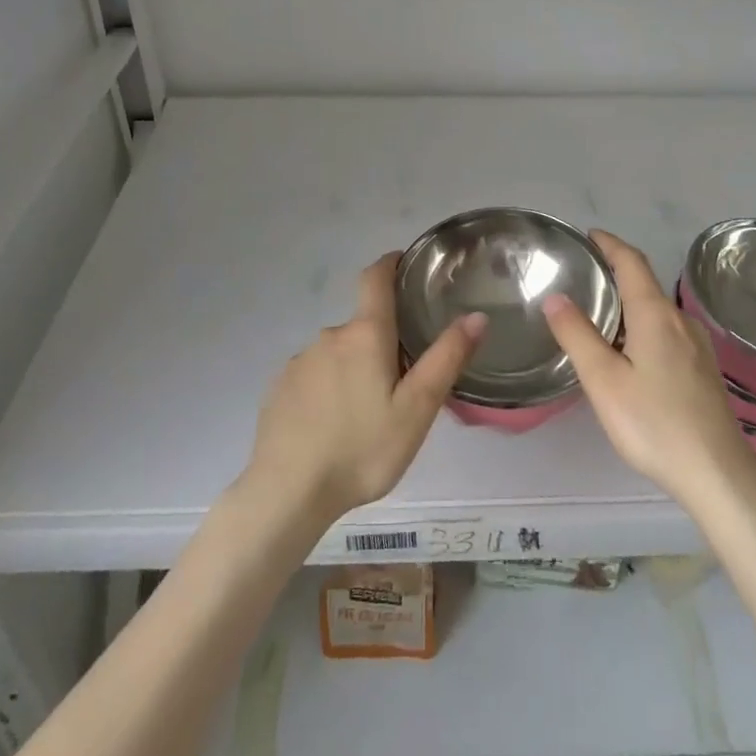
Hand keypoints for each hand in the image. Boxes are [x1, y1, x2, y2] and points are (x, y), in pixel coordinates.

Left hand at [243, 253, 483, 528]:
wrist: (287, 493)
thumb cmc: (362, 449)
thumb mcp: (417, 409)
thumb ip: (446, 359)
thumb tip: (476, 316)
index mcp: (365, 334)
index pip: (375, 278)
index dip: (390, 264)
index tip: (403, 262)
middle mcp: (329, 336)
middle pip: (362, 326)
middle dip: (382, 343)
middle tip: (401, 385)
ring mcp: (299, 361)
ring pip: (338, 354)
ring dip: (355, 370)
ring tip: (367, 415)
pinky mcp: (279, 388)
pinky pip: (313, 377)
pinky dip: (328, 390)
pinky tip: (332, 427)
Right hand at [543, 231, 755, 509]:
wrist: (718, 473)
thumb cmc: (654, 423)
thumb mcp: (603, 380)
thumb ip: (577, 335)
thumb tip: (556, 296)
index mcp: (655, 314)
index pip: (631, 261)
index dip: (609, 244)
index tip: (588, 236)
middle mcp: (679, 320)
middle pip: (645, 282)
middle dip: (615, 271)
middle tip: (582, 275)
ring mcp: (696, 345)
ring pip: (656, 309)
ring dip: (629, 300)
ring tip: (598, 312)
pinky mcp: (702, 369)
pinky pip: (666, 330)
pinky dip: (642, 323)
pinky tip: (628, 350)